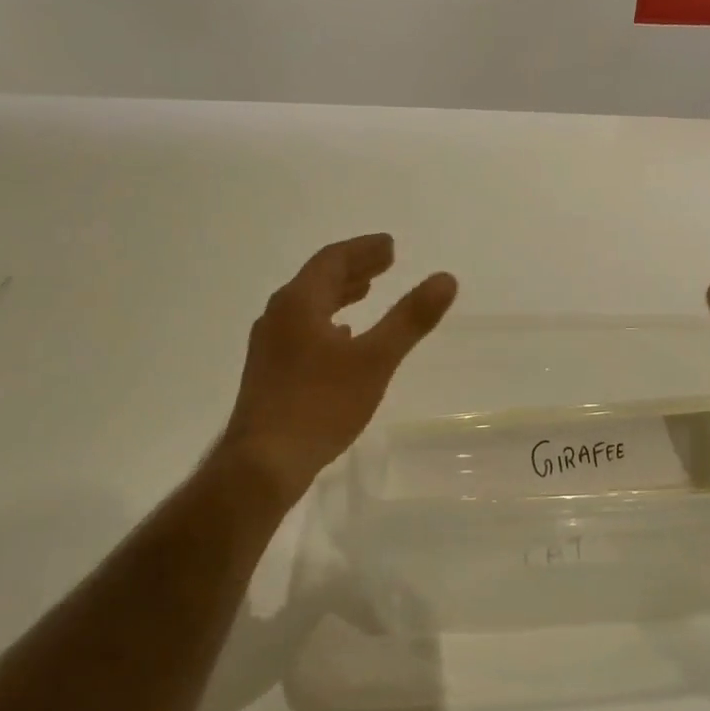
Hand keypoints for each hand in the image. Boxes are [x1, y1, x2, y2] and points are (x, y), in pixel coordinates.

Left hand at [215, 234, 457, 508]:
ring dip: (339, 294)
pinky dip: (327, 321)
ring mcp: (269, 345)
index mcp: (299, 303)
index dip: (363, 250)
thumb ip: (410, 318)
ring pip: (308, 306)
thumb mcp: (375, 360)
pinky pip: (302, 330)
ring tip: (365, 292)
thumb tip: (445, 279)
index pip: (332, 260)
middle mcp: (278, 316)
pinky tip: (342, 339)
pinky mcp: (269, 372)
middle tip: (385, 263)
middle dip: (353, 268)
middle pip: (317, 279)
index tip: (391, 247)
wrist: (263, 464)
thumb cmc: (320, 405)